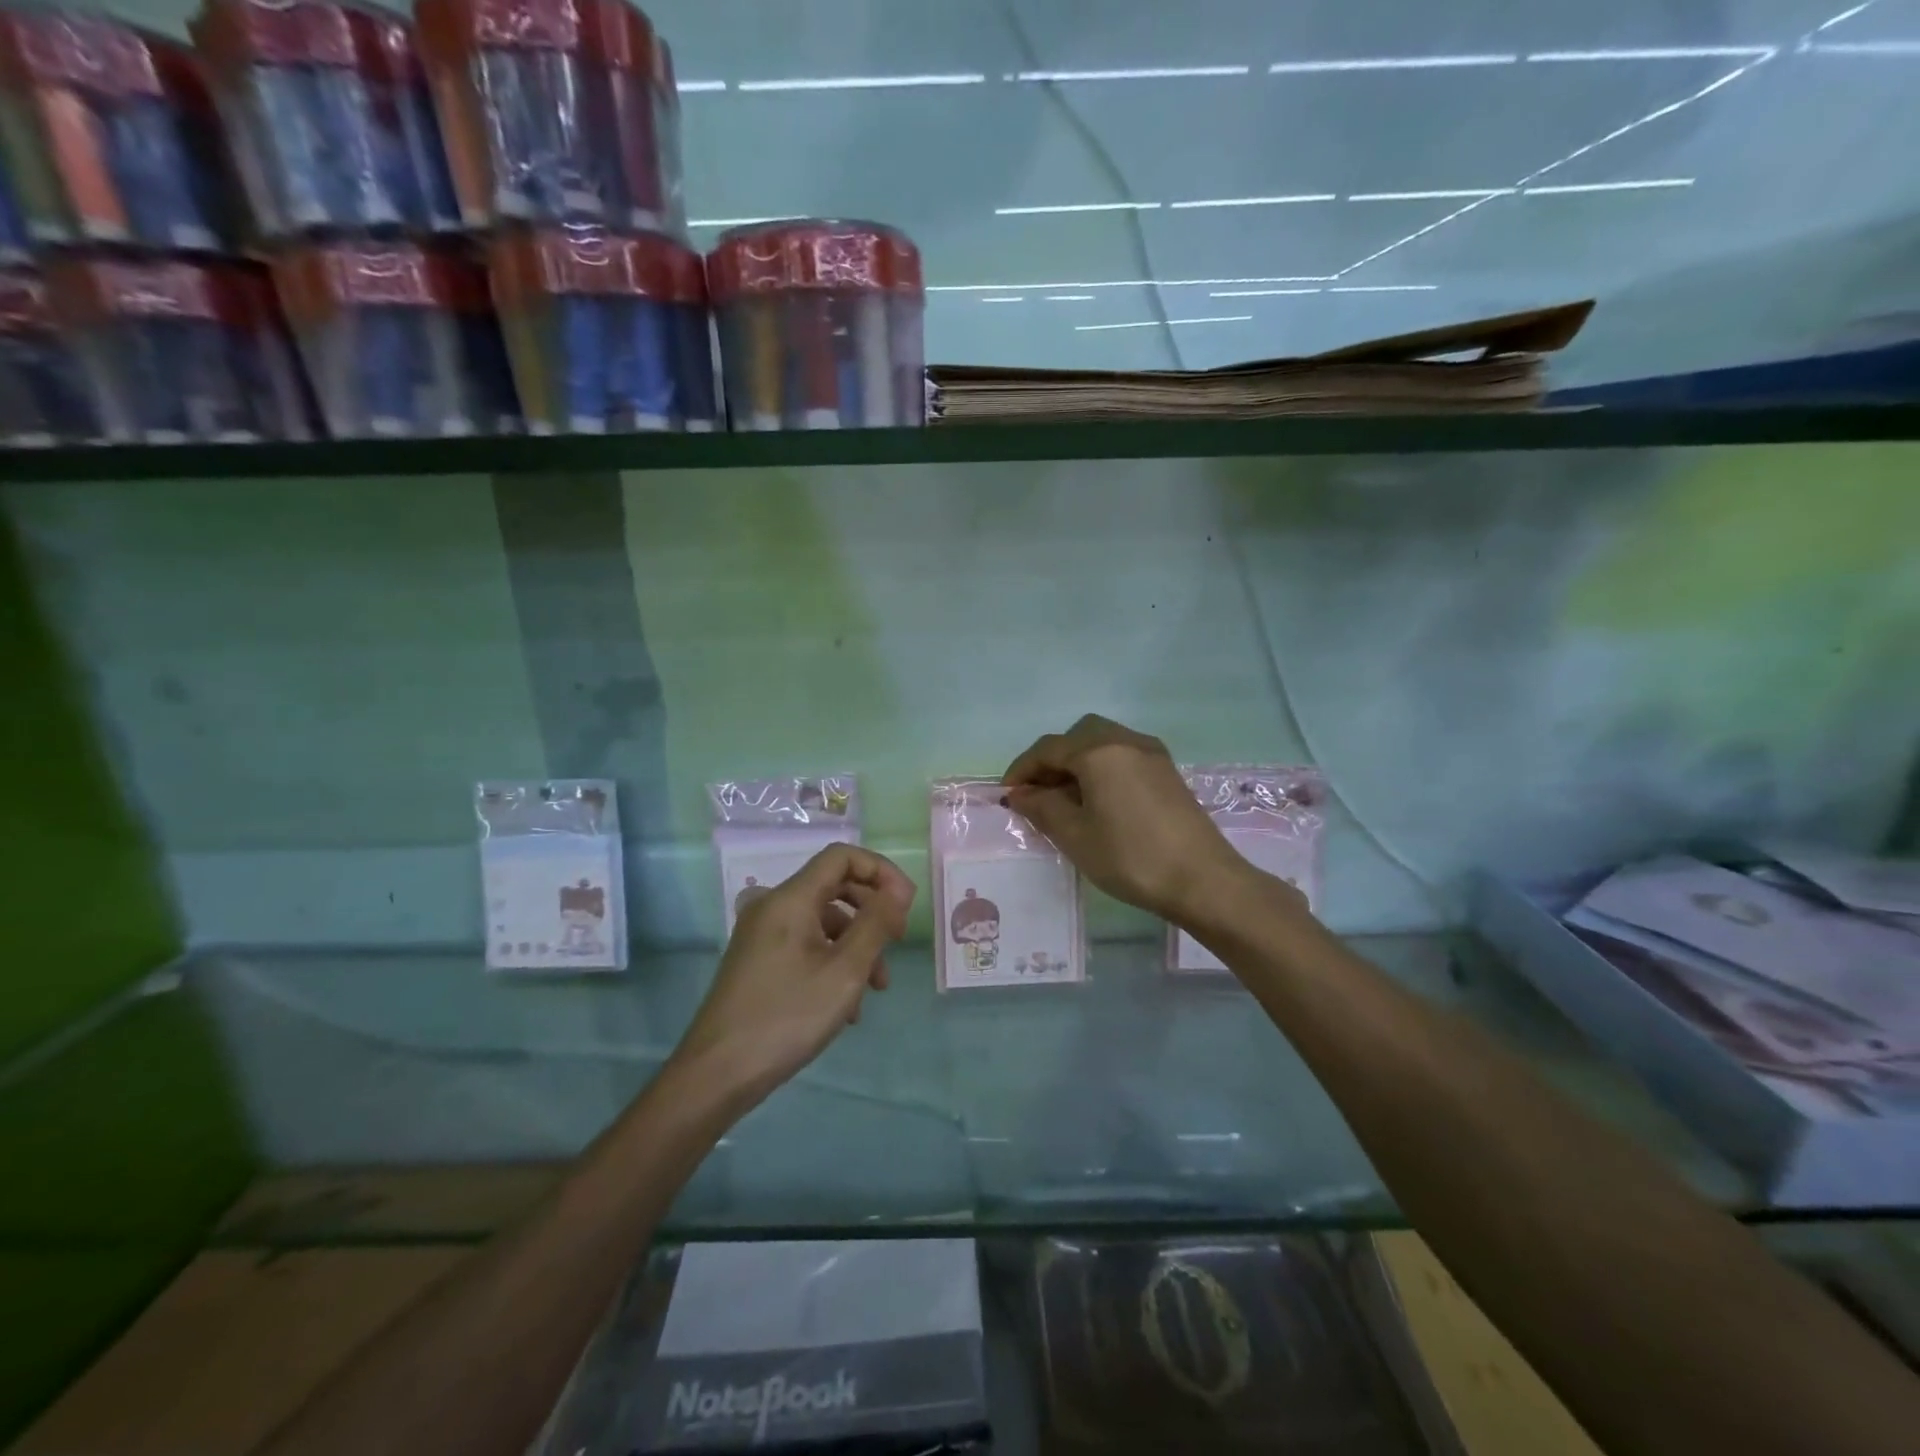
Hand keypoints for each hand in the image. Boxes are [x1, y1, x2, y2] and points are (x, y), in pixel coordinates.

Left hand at [670, 844, 914, 1108]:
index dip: (880, 871)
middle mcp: (773, 906)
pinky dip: (833, 961)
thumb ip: (876, 924)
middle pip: (834, 886)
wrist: (716, 1074)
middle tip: (898, 940)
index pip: (842, 856)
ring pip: (823, 921)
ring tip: (876, 988)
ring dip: (857, 944)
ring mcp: (762, 935)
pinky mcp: (759, 961)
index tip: (905, 905)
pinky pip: (806, 944)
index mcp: (790, 899)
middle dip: (872, 910)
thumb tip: (897, 892)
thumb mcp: (845, 971)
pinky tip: (848, 1006)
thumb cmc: (787, 1017)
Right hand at [1003, 714, 1254, 923]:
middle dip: (1051, 760)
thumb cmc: (1130, 857)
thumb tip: (1020, 794)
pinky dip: (1101, 768)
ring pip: (1102, 742)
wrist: (1203, 880)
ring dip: (1077, 762)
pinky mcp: (1167, 771)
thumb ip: (1042, 808)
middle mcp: (1125, 740)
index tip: (1007, 796)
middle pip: (1077, 736)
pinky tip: (1098, 800)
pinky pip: (1123, 756)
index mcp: (1099, 751)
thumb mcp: (1075, 835)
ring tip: (1065, 799)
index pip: (1048, 749)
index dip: (1022, 769)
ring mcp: (1151, 753)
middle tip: (1037, 794)